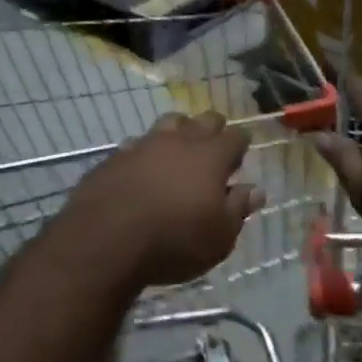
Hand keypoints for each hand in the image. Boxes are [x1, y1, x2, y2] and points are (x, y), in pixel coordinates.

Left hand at [63, 112, 261, 287]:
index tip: (242, 152)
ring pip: (169, 123)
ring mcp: (145, 144)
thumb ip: (238, 208)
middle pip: (203, 120)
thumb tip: (255, 189)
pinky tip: (142, 168)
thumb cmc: (174, 240)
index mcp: (211, 156)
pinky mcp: (116, 156)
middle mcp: (180, 141)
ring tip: (179, 149)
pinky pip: (137, 144)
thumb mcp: (219, 237)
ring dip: (179, 131)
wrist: (105, 238)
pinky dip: (146, 152)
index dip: (241, 143)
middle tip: (214, 147)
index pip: (235, 137)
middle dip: (213, 129)